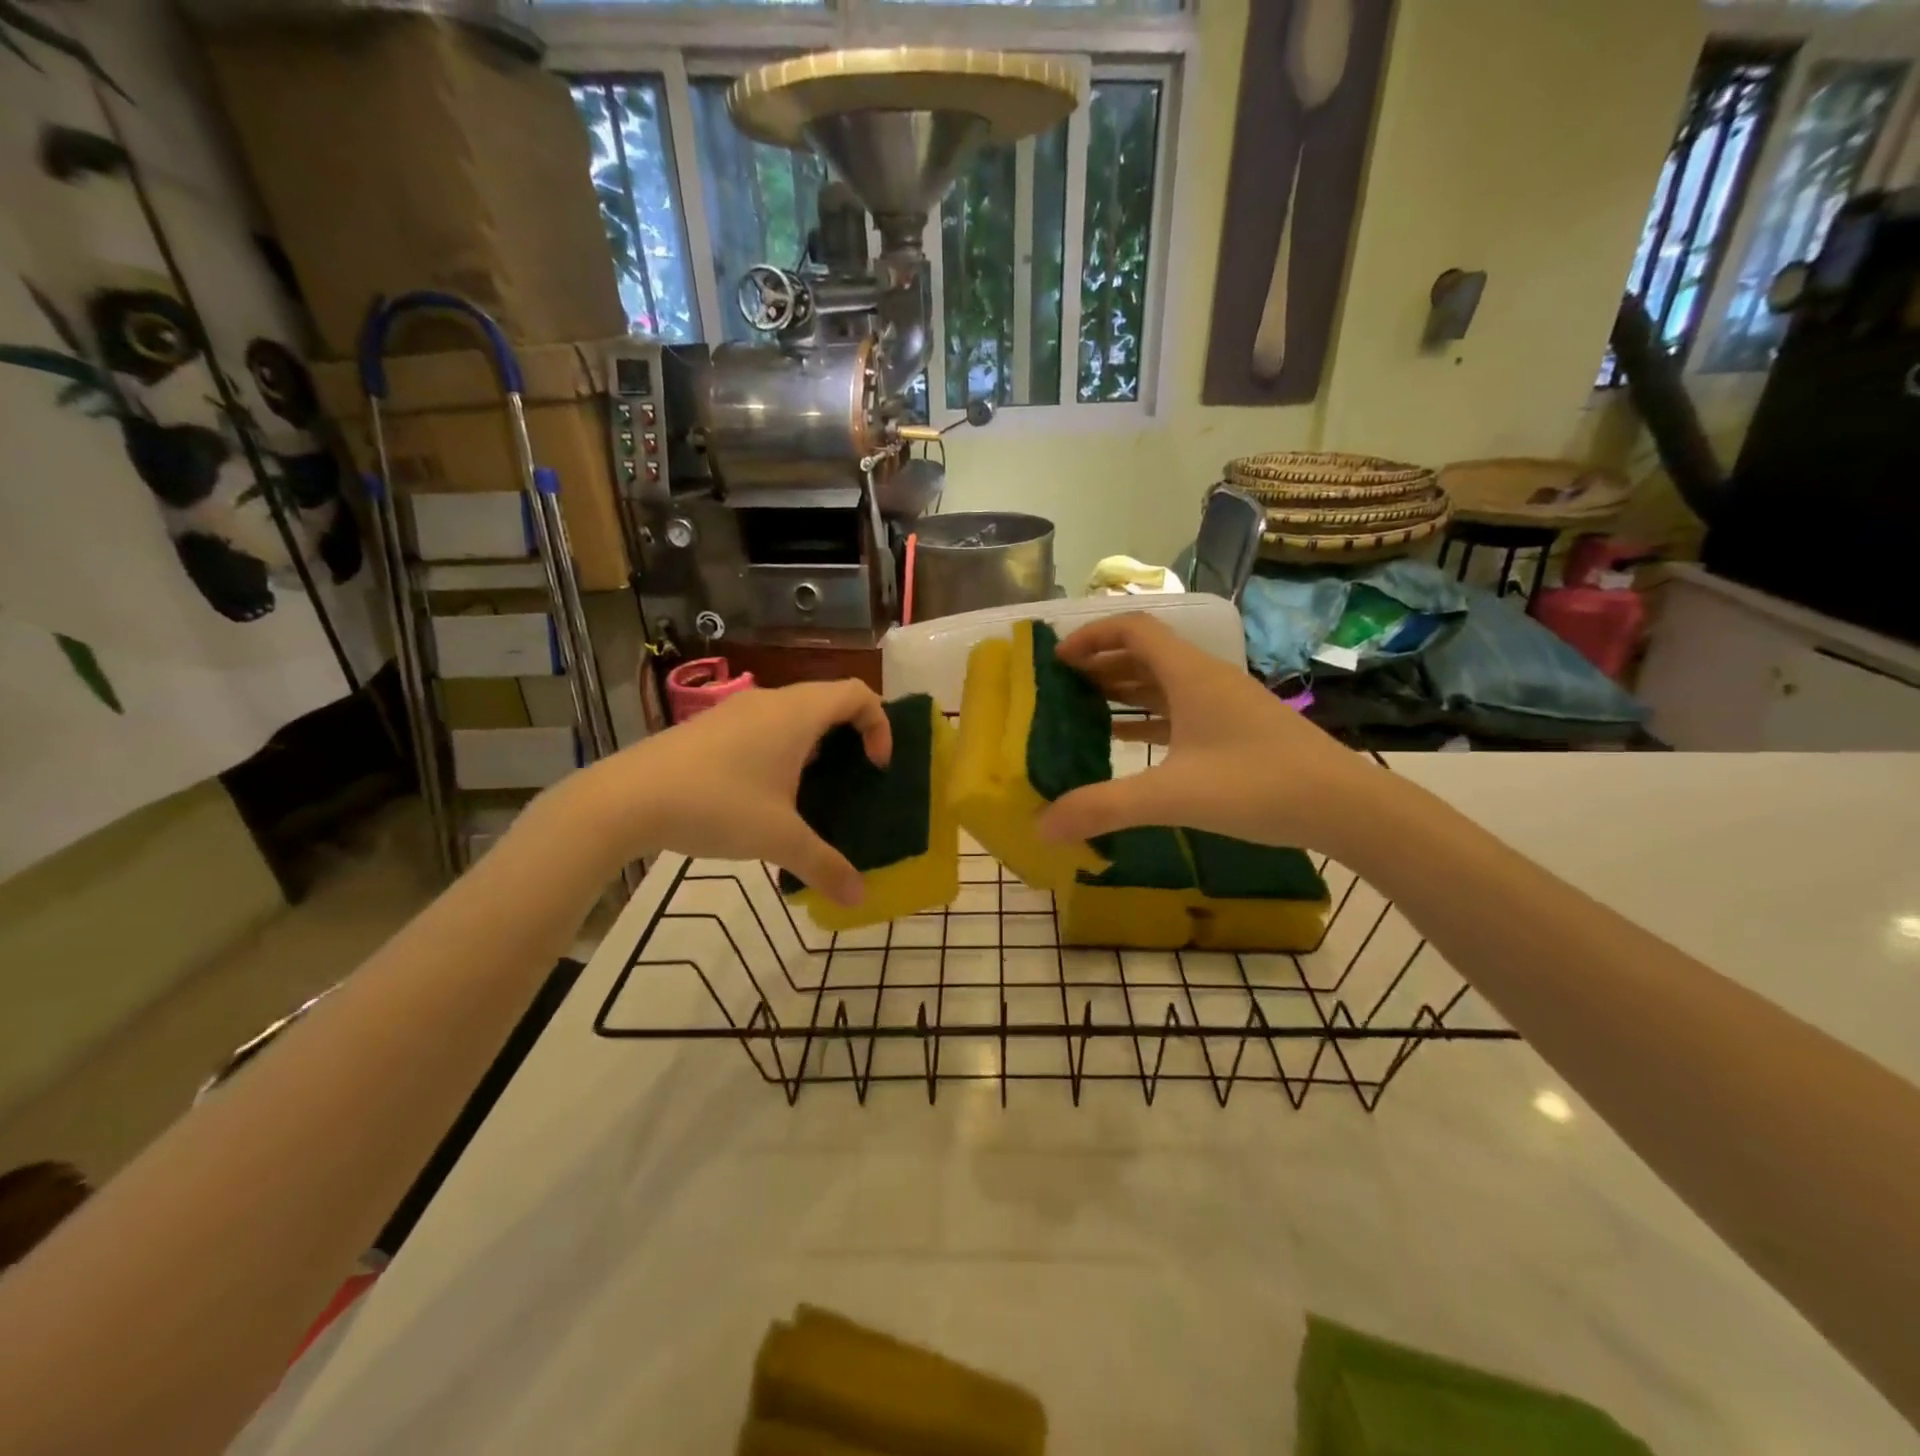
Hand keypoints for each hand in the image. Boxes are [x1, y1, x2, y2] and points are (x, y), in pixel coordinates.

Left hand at [541, 680, 890, 905]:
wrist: (625, 798)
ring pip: (792, 713)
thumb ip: (825, 865)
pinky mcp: (709, 727)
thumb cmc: (716, 805)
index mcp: (797, 714)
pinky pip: (763, 725)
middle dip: (850, 735)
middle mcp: (771, 702)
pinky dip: (781, 748)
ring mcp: (736, 711)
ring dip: (813, 743)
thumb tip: (860, 898)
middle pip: (828, 700)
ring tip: (811, 790)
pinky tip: (764, 794)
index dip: (880, 725)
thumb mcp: (778, 839)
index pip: (858, 693)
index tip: (874, 767)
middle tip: (852, 779)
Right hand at [1036, 612, 1378, 852]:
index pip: (1133, 629)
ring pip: (1163, 681)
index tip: (1057, 659)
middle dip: (1101, 663)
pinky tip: (1127, 740)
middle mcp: (1205, 679)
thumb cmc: (1256, 785)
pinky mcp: (1236, 729)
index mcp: (1190, 674)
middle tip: (1061, 685)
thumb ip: (1104, 808)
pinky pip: (1180, 710)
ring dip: (1123, 688)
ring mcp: (1224, 704)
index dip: (1091, 636)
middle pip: (1145, 652)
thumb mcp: (1172, 796)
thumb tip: (1042, 826)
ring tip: (1084, 707)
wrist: (1344, 806)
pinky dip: (1148, 717)